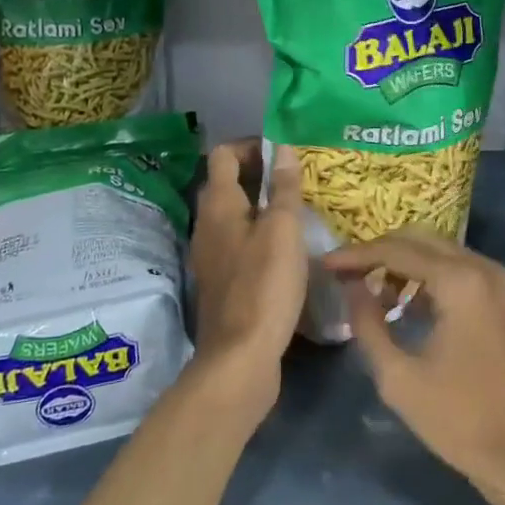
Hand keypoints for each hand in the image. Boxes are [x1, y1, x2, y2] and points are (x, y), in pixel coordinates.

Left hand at [187, 140, 308, 414]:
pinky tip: (287, 249)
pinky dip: (259, 234)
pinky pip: (239, 242)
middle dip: (260, 175)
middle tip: (297, 180)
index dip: (252, 146)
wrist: (240, 358)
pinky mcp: (222, 281)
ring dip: (262, 206)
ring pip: (234, 215)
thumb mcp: (283, 230)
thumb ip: (284, 188)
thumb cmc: (264, 285)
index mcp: (219, 205)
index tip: (284, 154)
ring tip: (298, 211)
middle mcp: (207, 224)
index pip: (224, 154)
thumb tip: (283, 148)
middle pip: (228, 183)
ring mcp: (211, 255)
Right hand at [327, 230, 504, 504]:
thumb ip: (367, 323)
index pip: (397, 250)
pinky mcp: (504, 298)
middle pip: (419, 240)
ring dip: (404, 264)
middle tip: (346, 274)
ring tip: (371, 292)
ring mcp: (498, 281)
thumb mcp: (399, 378)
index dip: (357, 255)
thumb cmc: (460, 420)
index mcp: (460, 281)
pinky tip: (404, 304)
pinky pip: (457, 269)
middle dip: (380, 253)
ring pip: (439, 251)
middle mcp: (482, 267)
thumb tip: (351, 286)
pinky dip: (428, 277)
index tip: (326, 265)